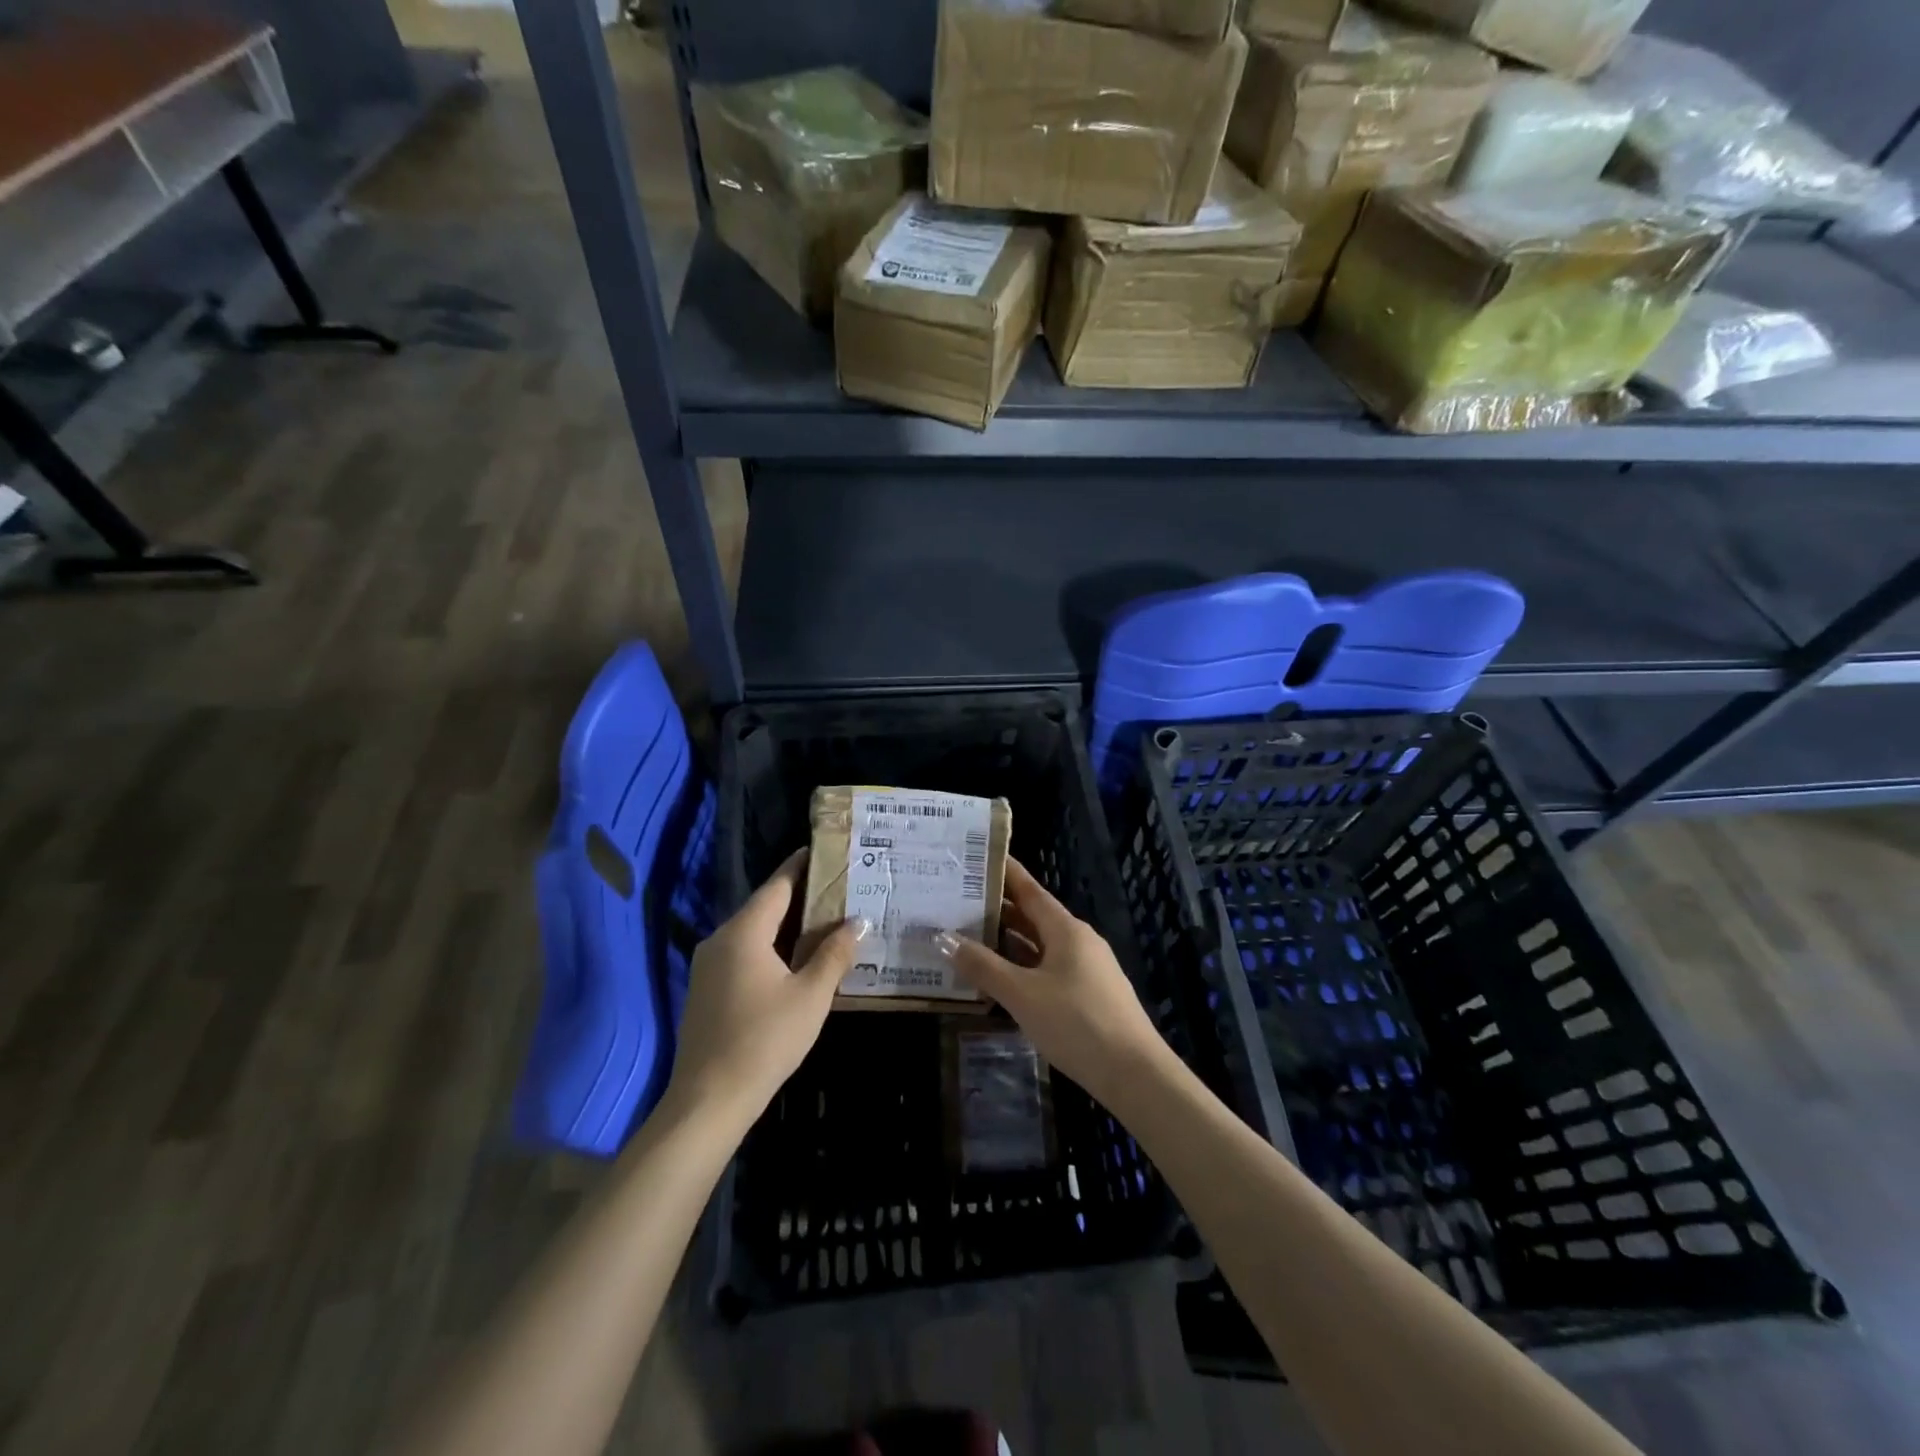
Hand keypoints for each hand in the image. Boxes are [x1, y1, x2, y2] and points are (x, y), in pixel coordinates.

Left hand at [667, 851, 868, 1124]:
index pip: (777, 886)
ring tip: (823, 922)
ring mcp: (708, 966)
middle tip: (836, 890)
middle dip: (799, 897)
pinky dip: (769, 947)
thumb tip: (857, 922)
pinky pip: (742, 954)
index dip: (801, 867)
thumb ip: (834, 954)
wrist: (709, 1100)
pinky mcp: (705, 990)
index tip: (824, 852)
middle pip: (764, 907)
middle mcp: (720, 940)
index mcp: (744, 933)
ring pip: (752, 933)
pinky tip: (793, 960)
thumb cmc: (765, 1040)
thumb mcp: (811, 996)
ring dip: (785, 926)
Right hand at [936, 858, 1169, 1108]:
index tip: (978, 858)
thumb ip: (983, 967)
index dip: (1005, 873)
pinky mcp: (1088, 996)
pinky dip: (1022, 968)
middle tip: (959, 901)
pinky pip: (1048, 970)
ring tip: (969, 937)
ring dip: (1009, 943)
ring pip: (1040, 946)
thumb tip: (945, 939)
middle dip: (999, 910)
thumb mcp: (1022, 995)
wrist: (1134, 1075)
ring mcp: (1086, 969)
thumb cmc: (1076, 1023)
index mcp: (1066, 929)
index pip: (1030, 890)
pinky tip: (1000, 980)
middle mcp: (1078, 941)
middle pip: (1034, 917)